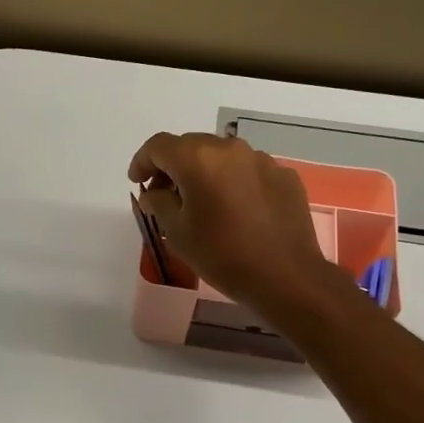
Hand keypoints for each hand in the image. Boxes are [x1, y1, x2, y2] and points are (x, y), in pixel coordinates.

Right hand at [129, 131, 345, 318]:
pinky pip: (248, 171)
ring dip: (205, 172)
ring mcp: (262, 160)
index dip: (142, 161)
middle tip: (165, 195)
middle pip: (191, 146)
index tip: (137, 181)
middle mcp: (230, 149)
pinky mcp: (284, 176)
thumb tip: (154, 192)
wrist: (286, 276)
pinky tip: (235, 211)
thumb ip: (158, 203)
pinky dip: (233, 183)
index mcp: (198, 159)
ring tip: (202, 203)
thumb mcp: (177, 232)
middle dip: (173, 166)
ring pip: (222, 157)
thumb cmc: (222, 255)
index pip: (159, 145)